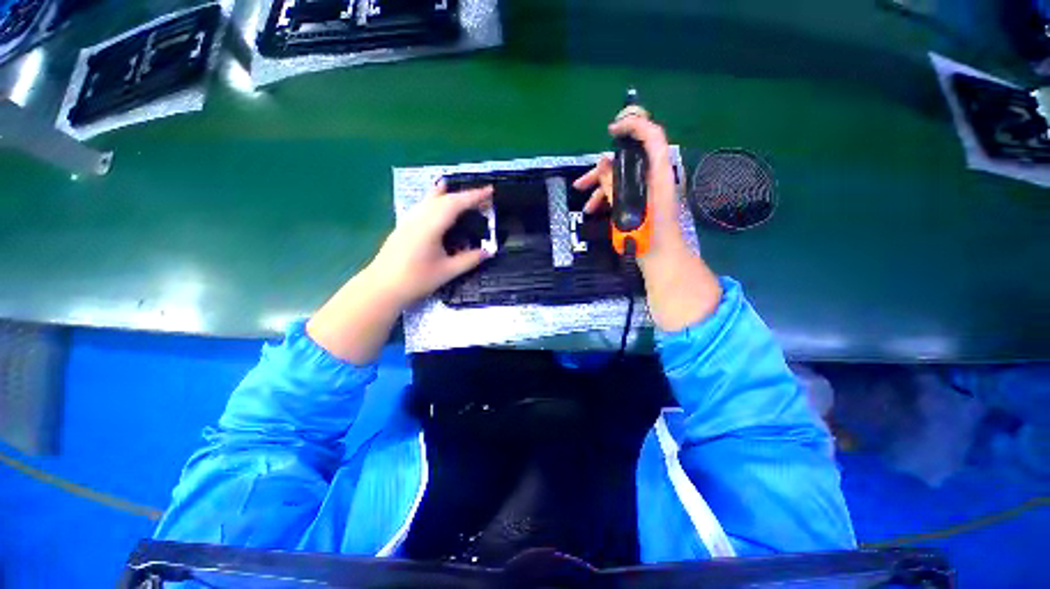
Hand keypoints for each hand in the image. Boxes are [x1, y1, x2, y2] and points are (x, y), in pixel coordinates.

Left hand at [369, 181, 493, 306]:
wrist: (381, 288)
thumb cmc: (415, 280)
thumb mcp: (447, 272)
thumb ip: (469, 260)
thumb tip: (488, 251)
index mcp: (430, 226)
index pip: (455, 204)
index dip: (473, 196)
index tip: (489, 190)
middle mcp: (418, 218)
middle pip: (443, 198)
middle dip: (463, 194)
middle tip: (481, 196)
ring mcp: (408, 221)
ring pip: (429, 200)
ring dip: (447, 194)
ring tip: (460, 191)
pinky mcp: (403, 227)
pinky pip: (422, 206)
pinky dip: (435, 200)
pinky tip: (436, 205)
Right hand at [574, 112, 721, 331]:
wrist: (661, 260)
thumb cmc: (647, 237)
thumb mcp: (627, 210)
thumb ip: (614, 184)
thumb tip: (604, 162)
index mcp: (658, 174)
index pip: (652, 135)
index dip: (633, 124)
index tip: (611, 131)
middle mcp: (655, 176)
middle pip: (628, 160)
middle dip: (602, 170)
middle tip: (581, 182)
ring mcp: (649, 189)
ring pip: (622, 178)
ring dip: (601, 188)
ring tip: (584, 203)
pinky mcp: (643, 201)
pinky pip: (624, 191)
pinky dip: (608, 198)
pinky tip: (594, 210)